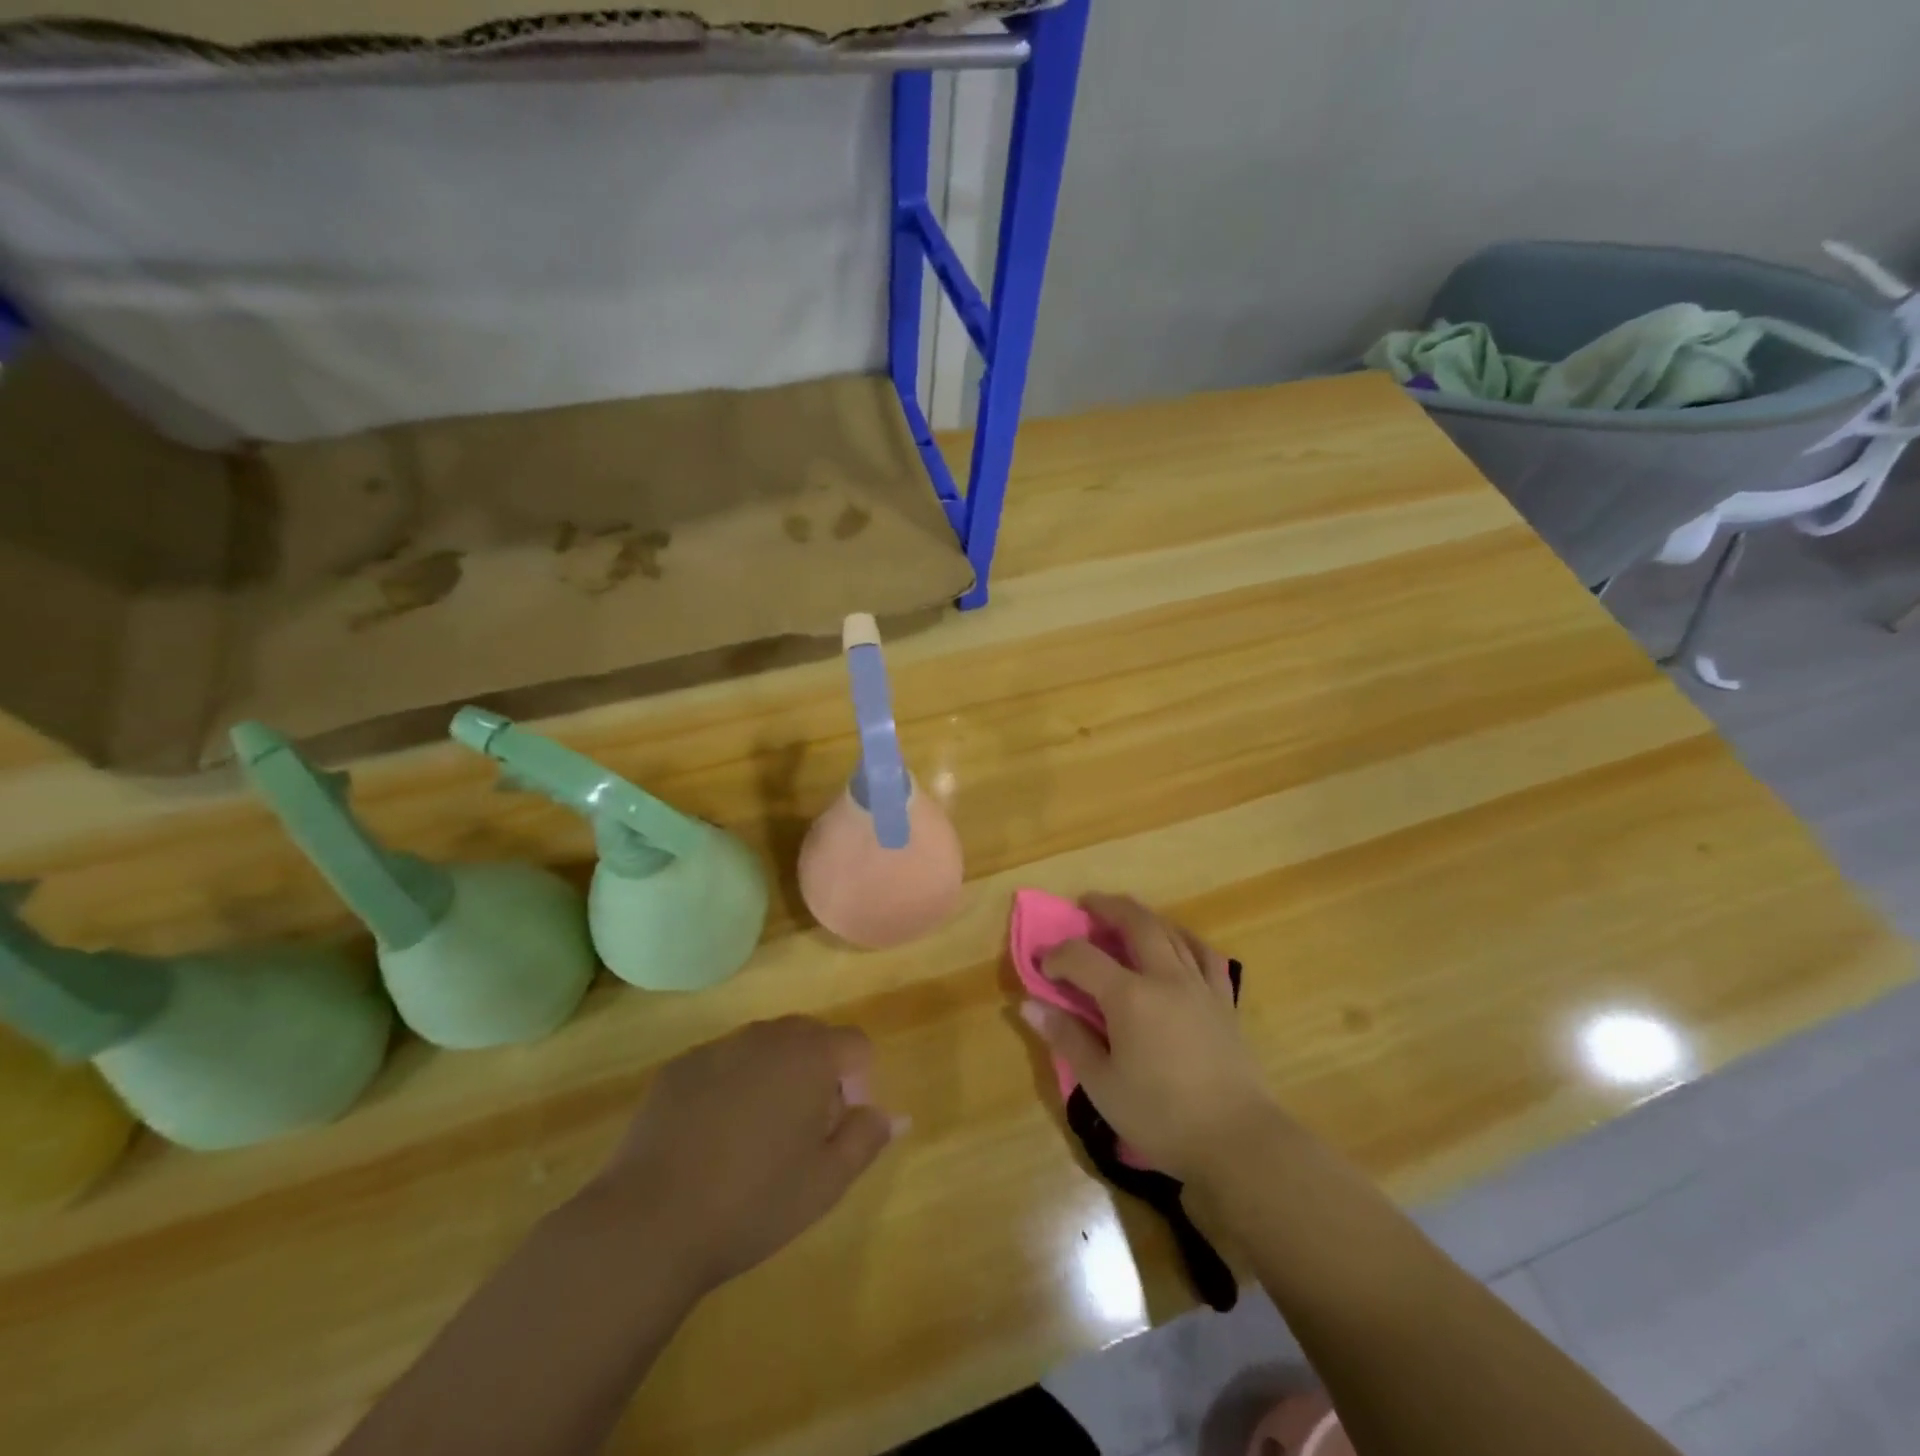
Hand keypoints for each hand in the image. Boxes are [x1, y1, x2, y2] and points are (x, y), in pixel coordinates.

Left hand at [583, 1018, 903, 1296]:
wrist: (648, 1222)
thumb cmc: (753, 1203)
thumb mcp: (826, 1182)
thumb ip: (866, 1138)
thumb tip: (891, 1114)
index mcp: (811, 1055)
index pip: (857, 1045)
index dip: (858, 1084)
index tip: (836, 1129)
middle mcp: (767, 1035)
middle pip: (811, 1037)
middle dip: (818, 1074)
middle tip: (800, 1134)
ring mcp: (718, 1047)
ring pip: (765, 1048)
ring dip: (774, 1077)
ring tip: (754, 1139)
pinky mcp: (679, 1067)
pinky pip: (723, 1064)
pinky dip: (730, 1086)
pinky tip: (710, 1139)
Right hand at [1021, 894, 1278, 1182]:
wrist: (1238, 1140)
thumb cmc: (1162, 1116)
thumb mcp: (1102, 1085)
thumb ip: (1067, 1039)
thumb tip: (1030, 1005)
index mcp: (1130, 997)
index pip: (1082, 957)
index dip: (1057, 956)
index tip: (1043, 969)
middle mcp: (1165, 977)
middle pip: (1135, 923)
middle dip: (1106, 907)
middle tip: (1086, 904)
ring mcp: (1199, 985)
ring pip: (1171, 931)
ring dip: (1143, 916)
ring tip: (1126, 916)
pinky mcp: (1223, 1001)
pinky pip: (1205, 955)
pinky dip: (1186, 939)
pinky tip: (1178, 942)